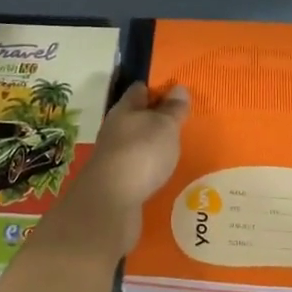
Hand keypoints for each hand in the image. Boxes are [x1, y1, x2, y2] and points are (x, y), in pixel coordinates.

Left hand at [54, 83, 190, 254]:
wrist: (110, 203)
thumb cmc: (141, 153)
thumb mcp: (165, 126)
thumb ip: (173, 109)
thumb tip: (178, 88)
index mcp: (124, 110)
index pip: (139, 90)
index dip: (157, 88)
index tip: (176, 93)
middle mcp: (115, 130)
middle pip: (136, 117)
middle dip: (155, 118)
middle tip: (181, 122)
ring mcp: (113, 157)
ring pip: (135, 144)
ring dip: (152, 145)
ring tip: (176, 150)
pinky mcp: (116, 182)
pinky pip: (136, 168)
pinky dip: (148, 168)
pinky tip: (162, 175)